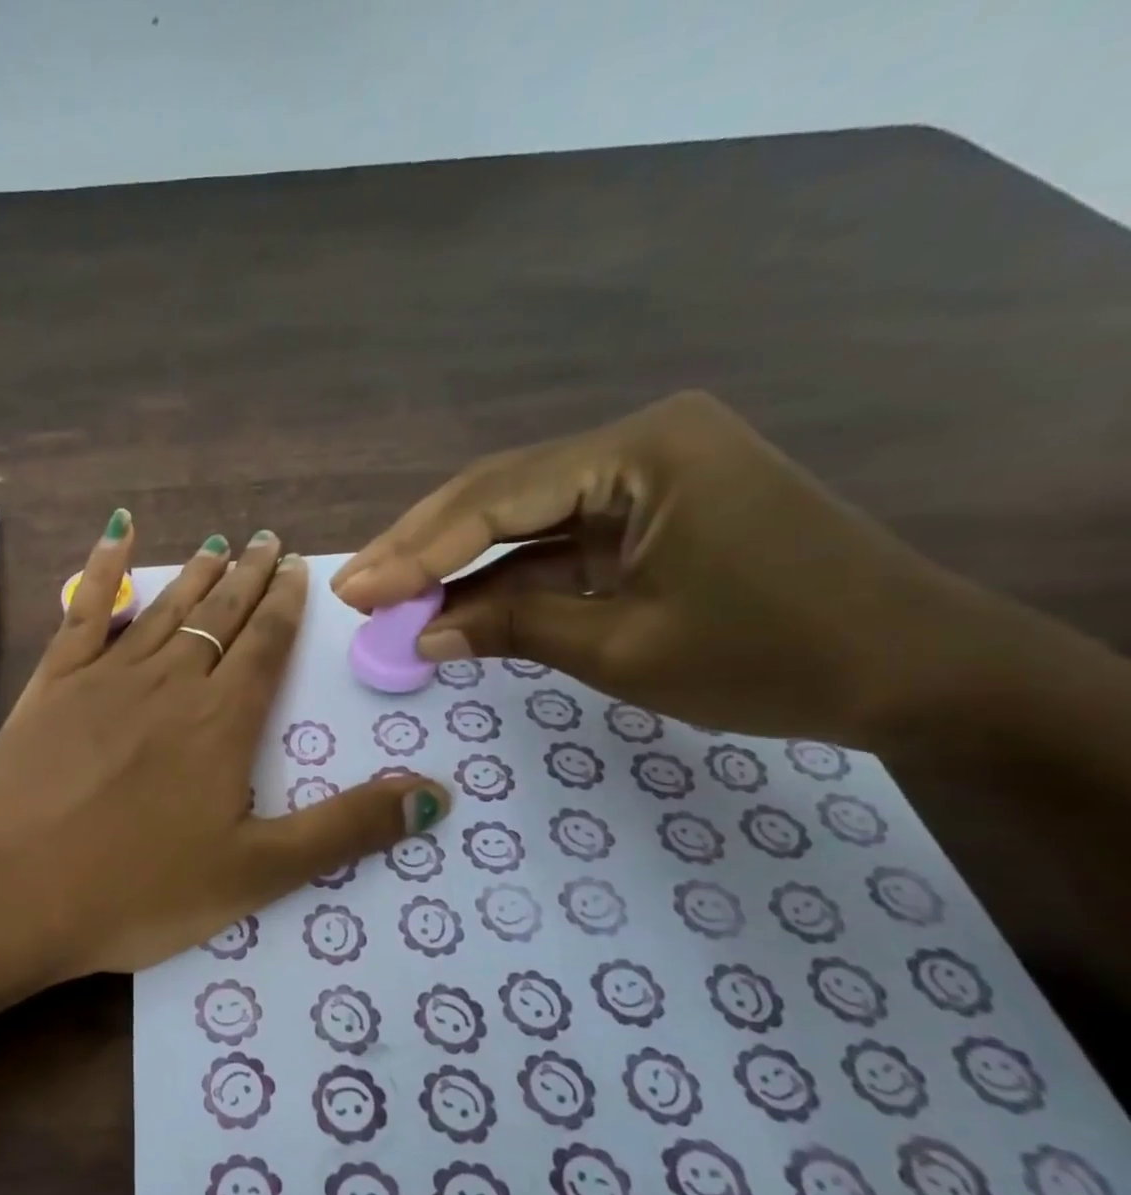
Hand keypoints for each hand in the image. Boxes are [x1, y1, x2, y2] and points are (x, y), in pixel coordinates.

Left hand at [0, 512, 449, 981]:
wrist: (6, 890)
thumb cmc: (134, 891)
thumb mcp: (255, 874)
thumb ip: (346, 830)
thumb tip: (437, 794)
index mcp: (221, 724)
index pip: (265, 648)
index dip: (286, 608)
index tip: (298, 570)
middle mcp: (169, 683)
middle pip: (219, 617)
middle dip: (248, 579)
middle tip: (268, 540)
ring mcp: (104, 678)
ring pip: (164, 610)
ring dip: (194, 575)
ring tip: (217, 543)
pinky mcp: (51, 686)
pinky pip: (84, 613)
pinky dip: (102, 570)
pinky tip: (115, 536)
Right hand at [332, 391, 988, 744]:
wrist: (919, 671)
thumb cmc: (774, 656)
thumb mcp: (624, 648)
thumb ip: (512, 630)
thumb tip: (420, 638)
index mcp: (642, 452)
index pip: (495, 498)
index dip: (415, 551)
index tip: (353, 591)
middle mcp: (638, 444)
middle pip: (499, 494)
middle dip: (422, 548)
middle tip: (355, 588)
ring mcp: (646, 479)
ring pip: (521, 518)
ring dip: (457, 565)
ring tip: (386, 599)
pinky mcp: (650, 515)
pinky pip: (557, 543)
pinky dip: (506, 580)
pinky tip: (454, 608)